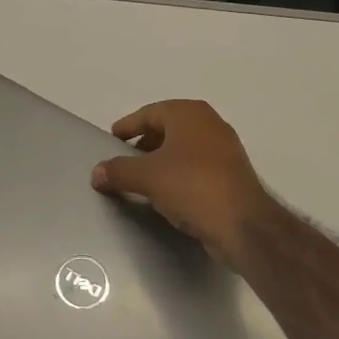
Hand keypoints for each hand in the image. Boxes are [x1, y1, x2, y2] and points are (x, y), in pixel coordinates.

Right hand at [90, 100, 280, 272]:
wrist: (243, 224)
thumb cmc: (191, 186)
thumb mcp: (146, 177)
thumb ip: (118, 171)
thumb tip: (96, 172)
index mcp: (188, 114)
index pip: (149, 113)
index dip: (128, 126)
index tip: (112, 139)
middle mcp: (209, 124)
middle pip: (168, 128)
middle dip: (145, 143)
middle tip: (126, 159)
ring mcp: (225, 148)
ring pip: (184, 148)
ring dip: (162, 160)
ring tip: (143, 178)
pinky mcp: (232, 173)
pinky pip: (197, 166)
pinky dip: (179, 173)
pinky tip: (168, 193)